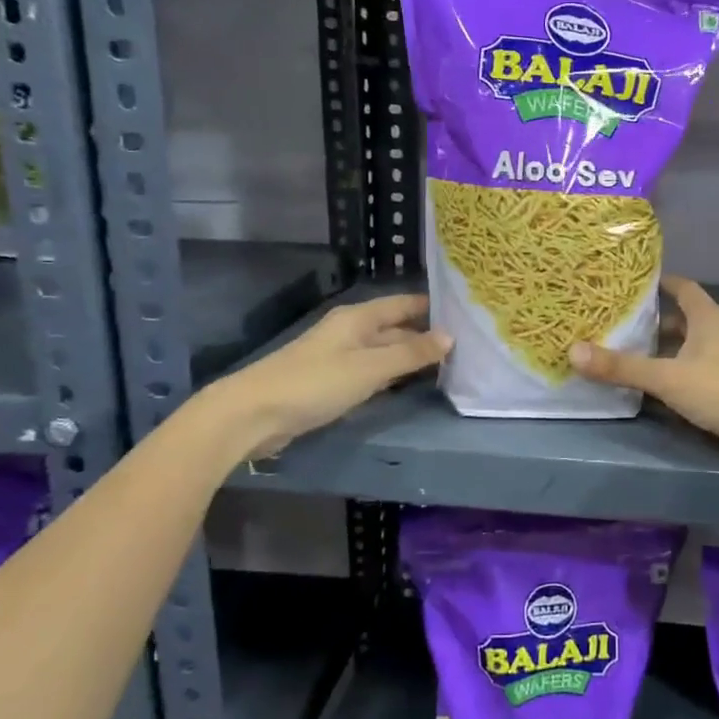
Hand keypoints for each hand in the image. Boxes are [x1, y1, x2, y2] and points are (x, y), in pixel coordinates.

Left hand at [206, 293, 450, 460]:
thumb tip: (450, 336)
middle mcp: (350, 332)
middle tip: (465, 344)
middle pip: (394, 328)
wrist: (253, 414)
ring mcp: (339, 357)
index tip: (465, 311)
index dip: (431, 306)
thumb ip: (410, 353)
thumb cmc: (315, 383)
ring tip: (447, 364)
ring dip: (410, 357)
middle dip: (425, 334)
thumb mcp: (370, 368)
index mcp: (358, 318)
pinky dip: (392, 375)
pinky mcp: (331, 383)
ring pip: (384, 352)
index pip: (403, 304)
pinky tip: (409, 384)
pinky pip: (371, 372)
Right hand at [570, 276, 718, 474]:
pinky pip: (690, 373)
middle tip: (615, 319)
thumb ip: (622, 367)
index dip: (659, 282)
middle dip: (651, 319)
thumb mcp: (667, 377)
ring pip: (685, 348)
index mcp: (708, 318)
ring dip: (660, 349)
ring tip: (622, 350)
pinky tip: (647, 385)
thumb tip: (572, 351)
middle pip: (681, 318)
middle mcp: (717, 334)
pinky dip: (669, 374)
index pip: (683, 287)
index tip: (629, 282)